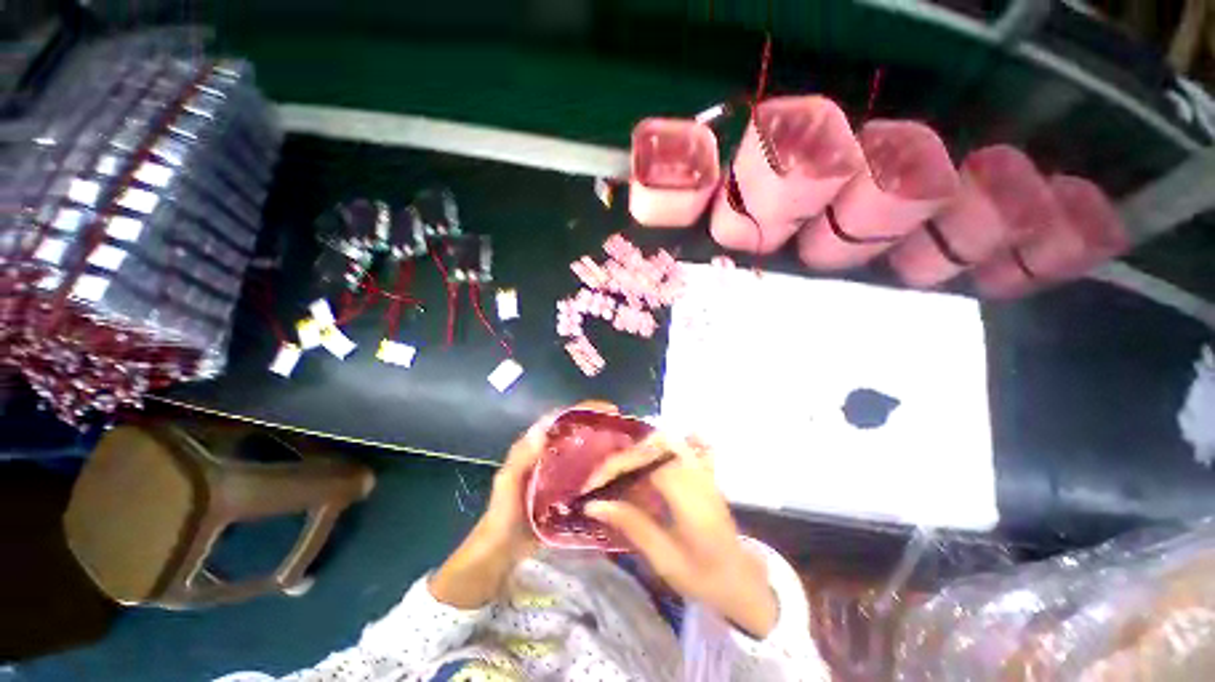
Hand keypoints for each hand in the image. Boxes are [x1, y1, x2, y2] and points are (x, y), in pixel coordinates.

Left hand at [429, 401, 618, 608]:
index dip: (584, 409)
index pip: (561, 418)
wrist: (501, 552)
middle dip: (599, 425)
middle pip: (576, 431)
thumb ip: (522, 457)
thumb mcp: (508, 484)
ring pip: (583, 450)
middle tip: (623, 428)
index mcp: (534, 445)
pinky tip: (616, 473)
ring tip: (626, 446)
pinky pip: (585, 473)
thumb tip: (543, 430)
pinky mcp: (566, 490)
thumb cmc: (502, 515)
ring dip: (602, 445)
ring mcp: (559, 472)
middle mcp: (549, 453)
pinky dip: (599, 469)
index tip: (609, 410)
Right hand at [583, 434, 778, 637]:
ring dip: (639, 452)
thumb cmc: (704, 576)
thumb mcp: (664, 558)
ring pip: (667, 440)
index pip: (644, 462)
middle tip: (605, 481)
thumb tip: (594, 505)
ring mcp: (702, 469)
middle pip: (654, 444)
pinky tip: (652, 459)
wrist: (742, 581)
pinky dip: (663, 447)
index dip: (614, 468)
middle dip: (624, 458)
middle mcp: (695, 472)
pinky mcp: (704, 472)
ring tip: (622, 475)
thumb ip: (631, 524)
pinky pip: (683, 445)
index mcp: (687, 493)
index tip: (592, 487)